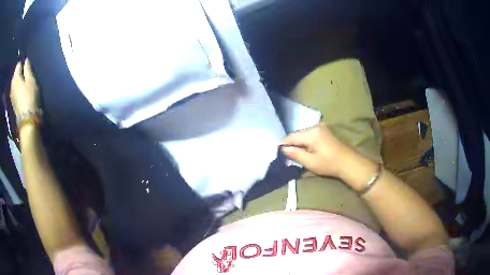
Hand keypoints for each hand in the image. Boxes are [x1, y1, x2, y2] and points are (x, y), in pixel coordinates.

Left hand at [10, 59, 39, 115]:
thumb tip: (26, 61)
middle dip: (21, 74)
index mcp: (15, 77)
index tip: (28, 68)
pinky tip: (22, 93)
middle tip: (27, 77)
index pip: (19, 64)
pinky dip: (18, 90)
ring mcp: (11, 95)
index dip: (23, 64)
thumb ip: (27, 68)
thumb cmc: (30, 97)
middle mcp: (12, 85)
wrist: (27, 120)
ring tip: (25, 85)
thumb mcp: (31, 80)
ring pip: (15, 83)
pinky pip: (15, 91)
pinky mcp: (13, 103)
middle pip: (16, 74)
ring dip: (19, 82)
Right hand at [280, 122, 360, 178]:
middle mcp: (316, 126)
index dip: (283, 143)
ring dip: (299, 142)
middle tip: (285, 153)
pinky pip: (311, 134)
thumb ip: (295, 154)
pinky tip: (306, 149)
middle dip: (291, 143)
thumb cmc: (329, 164)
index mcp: (312, 133)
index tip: (277, 151)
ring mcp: (322, 127)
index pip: (292, 136)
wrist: (349, 163)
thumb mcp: (310, 162)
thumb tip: (283, 149)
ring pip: (304, 134)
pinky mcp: (326, 131)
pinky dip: (306, 141)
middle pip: (298, 134)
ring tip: (295, 152)